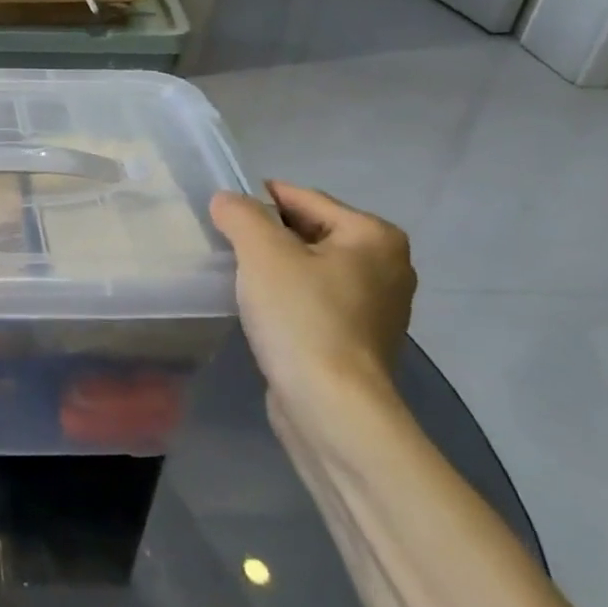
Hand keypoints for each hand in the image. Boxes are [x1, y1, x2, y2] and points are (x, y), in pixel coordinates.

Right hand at [209, 183, 415, 424]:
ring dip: (275, 268)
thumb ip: (241, 215)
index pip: (304, 198)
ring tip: (236, 275)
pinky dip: (289, 297)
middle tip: (223, 243)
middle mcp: (387, 265)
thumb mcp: (262, 254)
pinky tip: (260, 309)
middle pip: (310, 231)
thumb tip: (226, 200)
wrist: (332, 407)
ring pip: (312, 267)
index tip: (220, 209)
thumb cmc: (302, 319)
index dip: (258, 200)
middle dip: (267, 235)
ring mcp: (378, 306)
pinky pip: (316, 299)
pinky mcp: (360, 339)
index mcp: (374, 235)